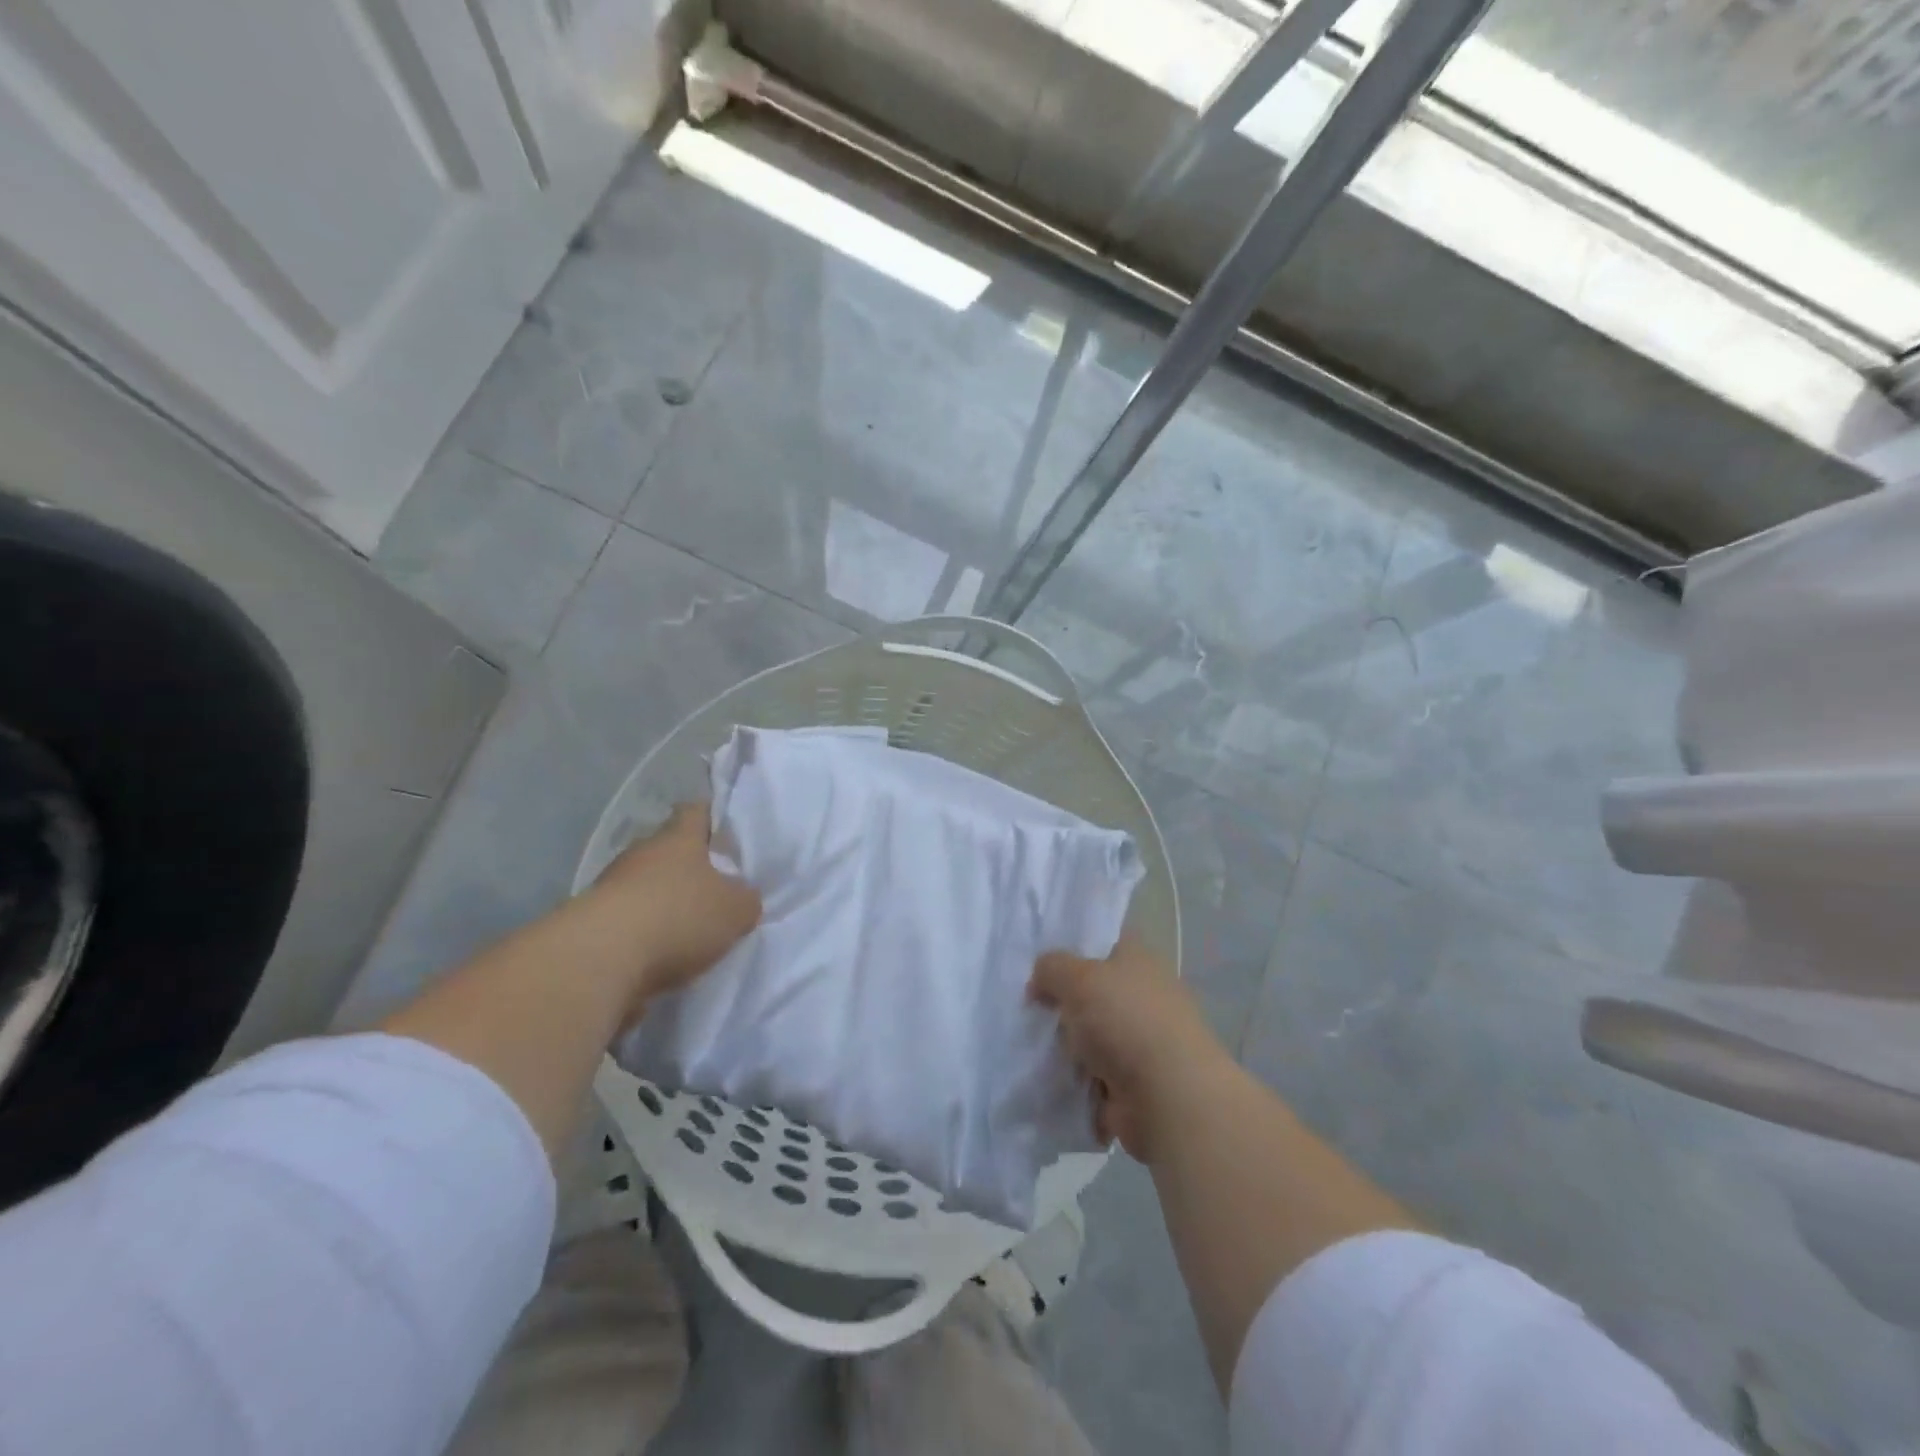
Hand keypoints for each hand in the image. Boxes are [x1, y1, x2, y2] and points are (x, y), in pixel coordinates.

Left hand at [588, 803, 761, 1004]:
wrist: (599, 961)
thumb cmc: (678, 917)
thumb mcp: (736, 909)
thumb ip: (746, 899)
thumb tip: (742, 897)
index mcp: (678, 838)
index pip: (696, 812)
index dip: (713, 817)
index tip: (726, 830)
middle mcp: (641, 854)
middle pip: (668, 851)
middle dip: (689, 867)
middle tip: (715, 888)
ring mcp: (609, 887)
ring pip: (644, 886)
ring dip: (662, 903)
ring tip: (688, 930)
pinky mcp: (589, 925)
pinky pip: (627, 922)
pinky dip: (642, 934)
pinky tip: (660, 957)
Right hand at [1029, 937, 1230, 1164]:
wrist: (1168, 1098)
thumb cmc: (1126, 1021)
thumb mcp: (1078, 978)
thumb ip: (1052, 968)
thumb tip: (1041, 979)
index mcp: (1139, 960)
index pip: (1104, 941)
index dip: (1073, 947)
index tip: (1040, 961)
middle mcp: (1143, 996)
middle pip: (1092, 991)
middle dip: (1062, 1002)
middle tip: (1029, 1007)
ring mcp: (1140, 1042)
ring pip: (1089, 1036)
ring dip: (1065, 1046)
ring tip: (1031, 1045)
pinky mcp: (1132, 1084)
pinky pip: (1091, 1075)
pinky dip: (1073, 1081)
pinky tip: (1045, 1078)